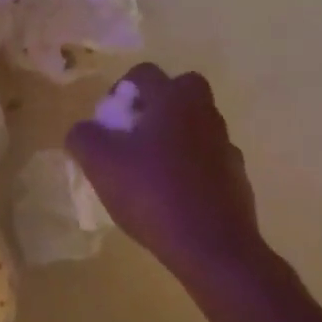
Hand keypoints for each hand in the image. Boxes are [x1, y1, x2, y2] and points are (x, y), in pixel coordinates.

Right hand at [67, 65, 270, 287]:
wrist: (213, 248)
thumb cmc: (153, 193)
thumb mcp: (100, 163)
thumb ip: (83, 137)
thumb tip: (84, 131)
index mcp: (174, 100)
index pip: (146, 73)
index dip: (121, 89)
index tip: (108, 118)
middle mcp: (204, 114)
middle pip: (182, 90)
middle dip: (157, 103)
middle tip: (134, 132)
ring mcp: (225, 146)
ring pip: (197, 125)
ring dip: (175, 136)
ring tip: (149, 168)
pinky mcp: (237, 178)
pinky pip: (209, 159)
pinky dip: (192, 167)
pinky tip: (173, 194)